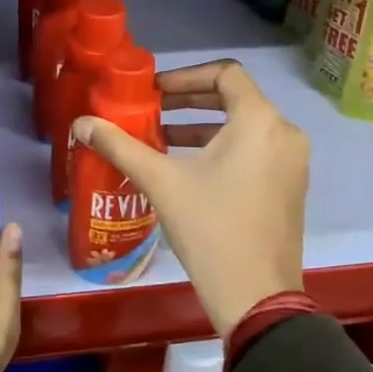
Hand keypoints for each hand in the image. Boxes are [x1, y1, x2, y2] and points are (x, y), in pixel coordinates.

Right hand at [72, 59, 307, 337]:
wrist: (257, 298)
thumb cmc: (211, 230)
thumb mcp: (162, 182)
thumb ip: (120, 146)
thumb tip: (81, 123)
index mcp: (260, 122)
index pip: (226, 73)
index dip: (185, 75)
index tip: (154, 92)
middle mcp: (284, 133)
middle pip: (235, 98)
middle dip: (190, 100)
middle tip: (152, 108)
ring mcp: (291, 162)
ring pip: (244, 126)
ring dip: (202, 126)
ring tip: (161, 138)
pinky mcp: (289, 186)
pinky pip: (255, 150)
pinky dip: (222, 148)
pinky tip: (187, 167)